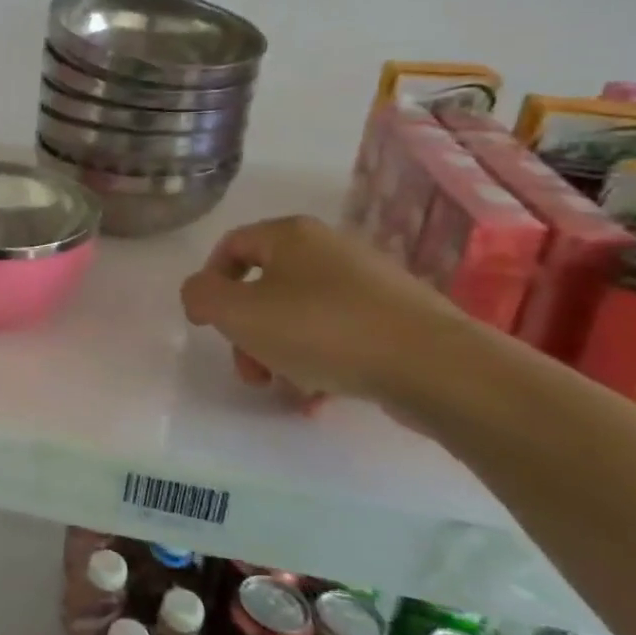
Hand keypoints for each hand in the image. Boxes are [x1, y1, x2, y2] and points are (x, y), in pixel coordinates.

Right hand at [180, 215, 466, 406]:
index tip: (205, 325)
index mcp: (290, 236)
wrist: (434, 365)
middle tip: (248, 370)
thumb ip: (201, 296)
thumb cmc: (321, 330)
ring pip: (299, 316)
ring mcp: (367, 283)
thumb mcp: (238, 312)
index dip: (208, 284)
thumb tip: (202, 293)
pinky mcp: (395, 318)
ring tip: (285, 390)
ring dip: (279, 354)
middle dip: (245, 333)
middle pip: (264, 287)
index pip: (231, 246)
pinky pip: (338, 336)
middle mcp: (329, 249)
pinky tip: (318, 398)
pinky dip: (319, 364)